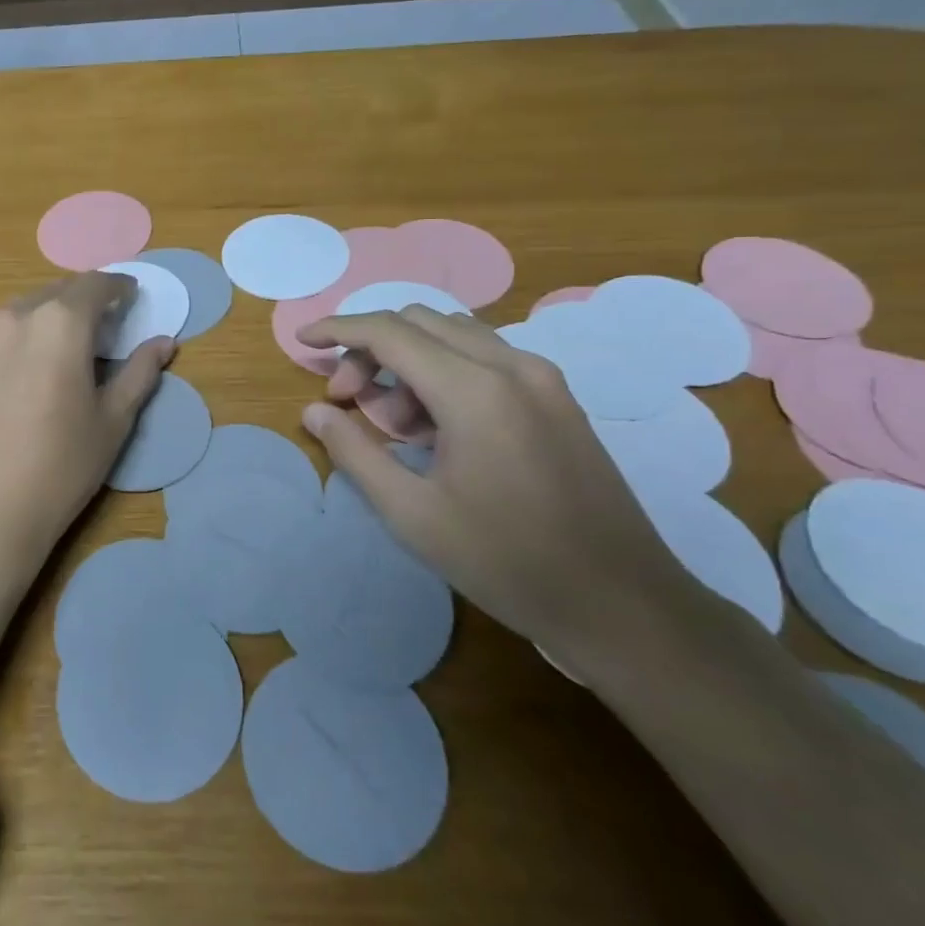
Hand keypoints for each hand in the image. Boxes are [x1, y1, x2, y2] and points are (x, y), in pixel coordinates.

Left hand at [0, 273, 174, 564]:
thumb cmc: (61, 466)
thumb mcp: (113, 420)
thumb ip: (140, 372)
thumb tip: (165, 342)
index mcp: (60, 323)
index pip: (95, 285)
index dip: (118, 287)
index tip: (131, 297)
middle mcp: (16, 316)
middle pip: (57, 292)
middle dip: (84, 301)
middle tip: (103, 327)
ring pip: (24, 311)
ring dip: (50, 317)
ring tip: (64, 348)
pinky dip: (20, 338)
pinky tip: (26, 371)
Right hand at [295, 306, 706, 661]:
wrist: (621, 603)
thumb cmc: (505, 561)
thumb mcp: (412, 514)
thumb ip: (355, 452)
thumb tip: (314, 412)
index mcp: (473, 389)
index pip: (388, 331)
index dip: (338, 330)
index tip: (303, 340)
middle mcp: (512, 365)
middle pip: (420, 322)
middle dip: (370, 348)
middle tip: (345, 398)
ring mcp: (543, 379)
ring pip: (454, 336)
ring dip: (408, 360)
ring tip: (392, 424)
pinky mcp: (558, 398)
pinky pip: (486, 359)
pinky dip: (444, 372)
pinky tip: (437, 428)